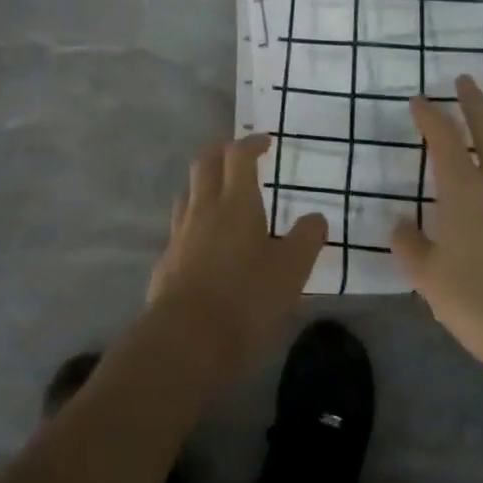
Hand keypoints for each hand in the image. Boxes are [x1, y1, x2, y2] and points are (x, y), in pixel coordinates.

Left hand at [147, 134, 327, 381]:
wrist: (185, 340)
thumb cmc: (246, 299)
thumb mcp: (291, 271)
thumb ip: (307, 239)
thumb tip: (317, 216)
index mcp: (236, 202)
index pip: (238, 156)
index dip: (251, 143)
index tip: (264, 142)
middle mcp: (203, 208)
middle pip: (204, 163)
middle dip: (220, 152)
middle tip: (236, 155)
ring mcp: (179, 234)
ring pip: (187, 193)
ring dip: (203, 185)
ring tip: (220, 195)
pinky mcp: (165, 261)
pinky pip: (179, 228)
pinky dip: (193, 222)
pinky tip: (203, 243)